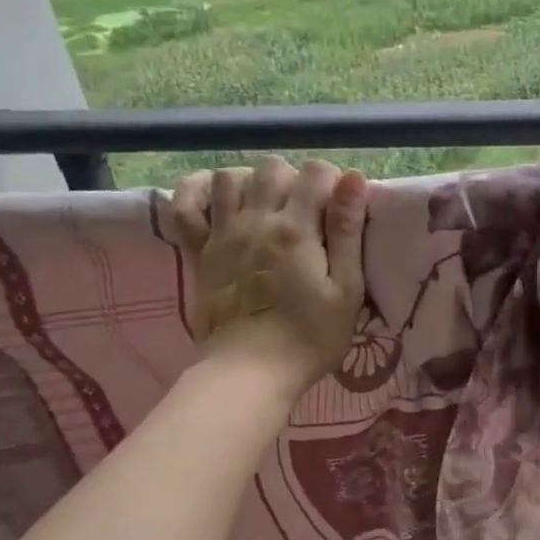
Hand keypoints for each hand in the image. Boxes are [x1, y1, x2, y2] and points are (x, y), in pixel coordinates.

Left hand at [169, 156, 367, 395]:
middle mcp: (256, 220)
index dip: (333, 182)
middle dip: (294, 178)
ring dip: (251, 181)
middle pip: (272, 168)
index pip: (316, 173)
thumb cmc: (309, 337)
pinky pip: (185, 205)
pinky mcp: (198, 251)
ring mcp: (222, 234)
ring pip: (229, 178)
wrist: (250, 372)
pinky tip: (215, 198)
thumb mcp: (345, 289)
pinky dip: (196, 191)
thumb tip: (354, 178)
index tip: (339, 208)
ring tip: (266, 206)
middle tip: (305, 210)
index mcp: (296, 229)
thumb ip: (347, 232)